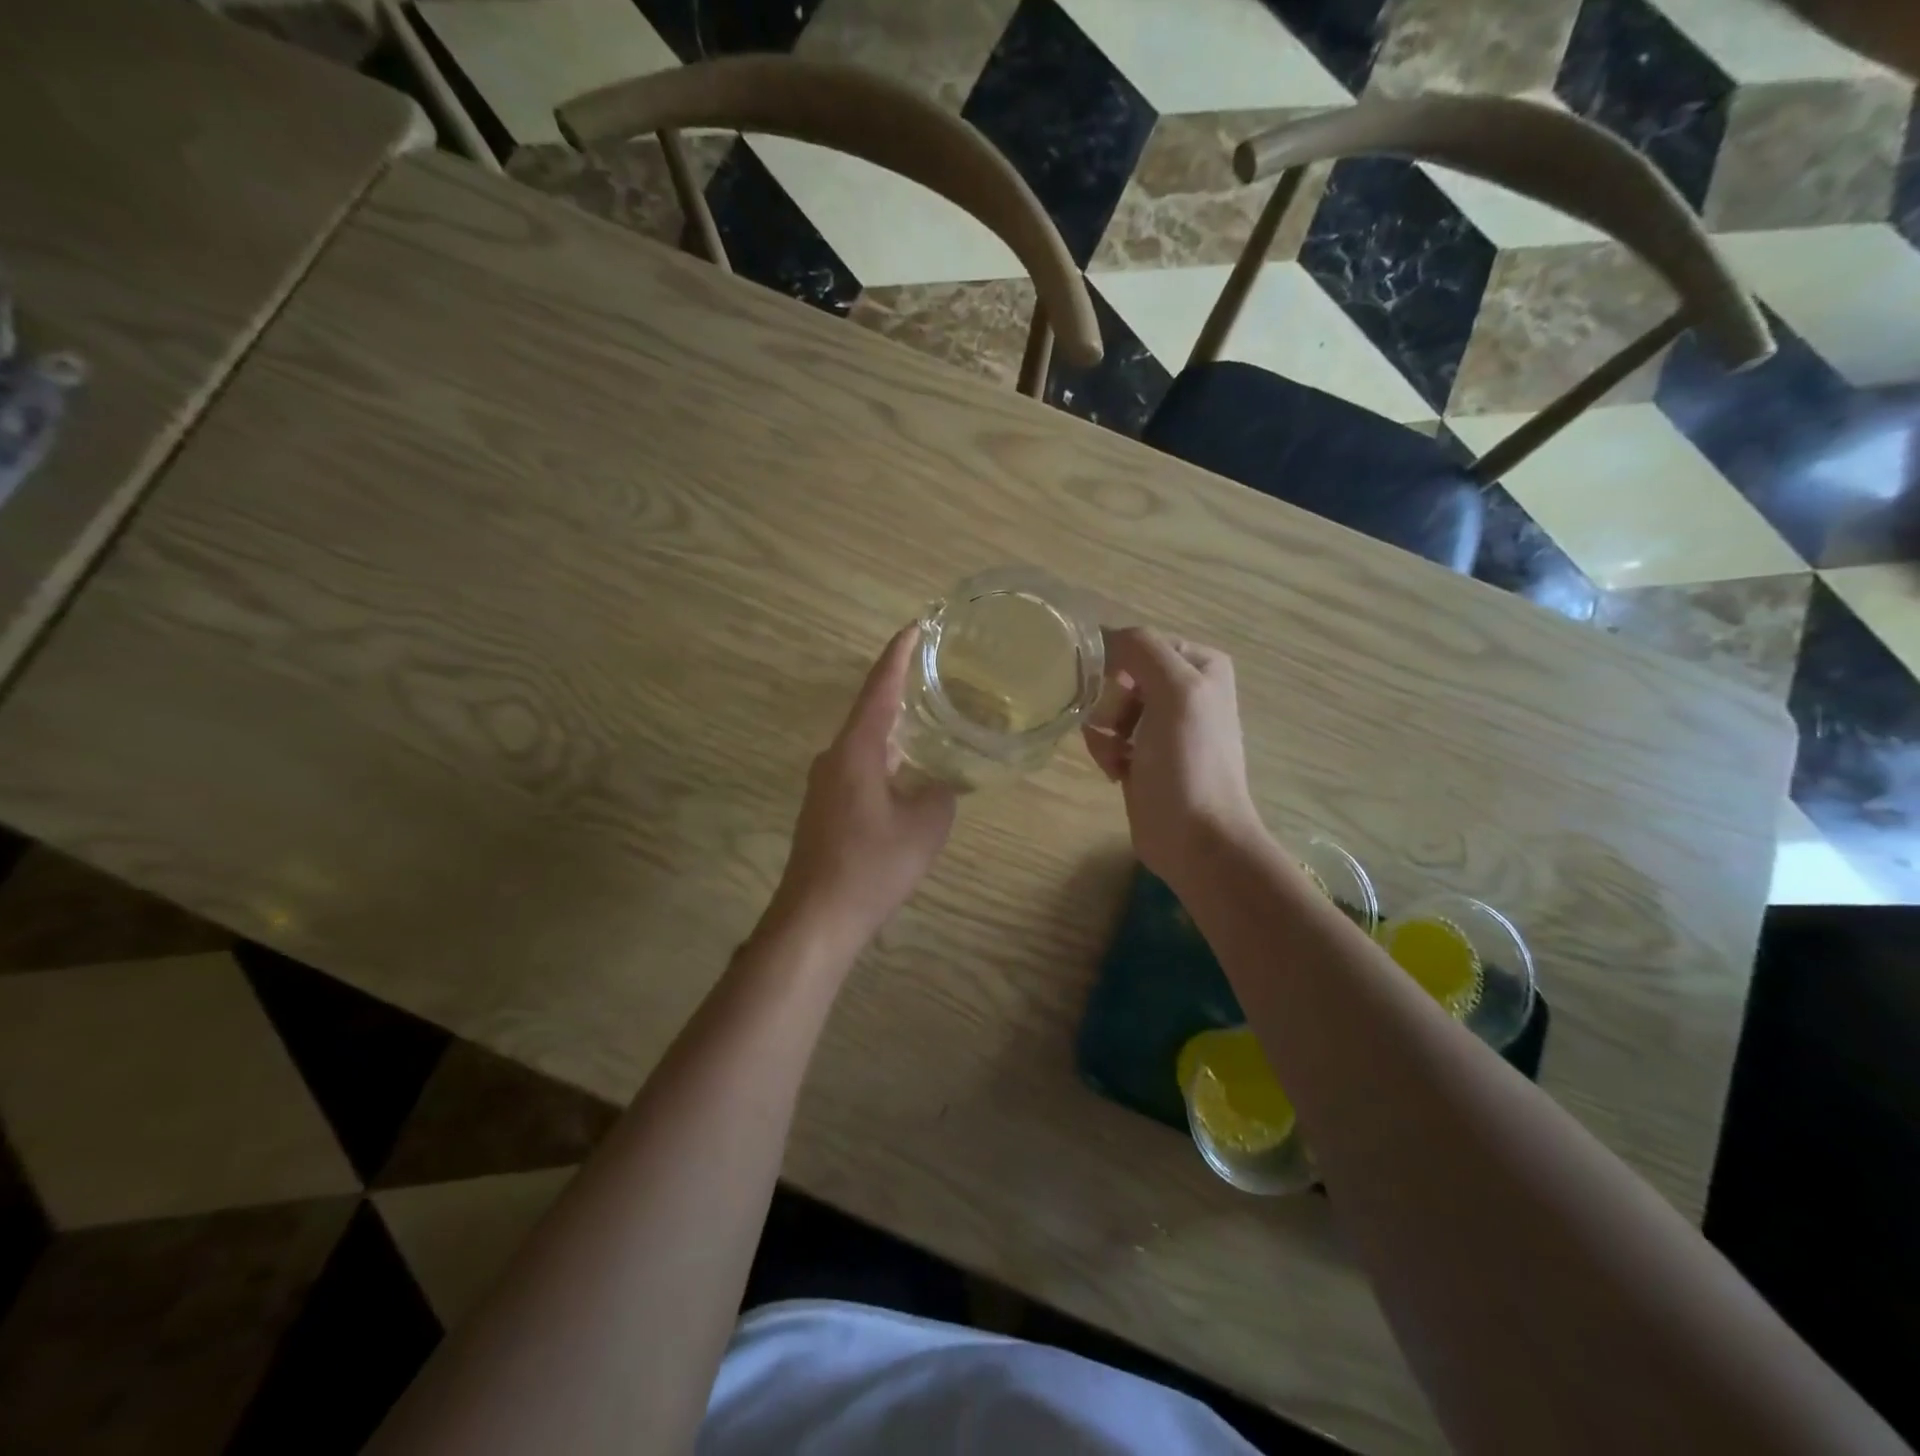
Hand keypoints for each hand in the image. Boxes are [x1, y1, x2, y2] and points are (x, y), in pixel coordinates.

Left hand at [765, 627, 957, 950]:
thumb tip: (942, 783)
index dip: (899, 655)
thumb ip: (941, 793)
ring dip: (894, 732)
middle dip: (900, 692)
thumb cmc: (872, 864)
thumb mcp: (926, 825)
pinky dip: (885, 761)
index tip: (915, 626)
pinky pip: (860, 770)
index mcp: (856, 749)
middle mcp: (834, 758)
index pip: (880, 689)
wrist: (817, 917)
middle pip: (870, 713)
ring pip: (865, 745)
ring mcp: (825, 785)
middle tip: (934, 675)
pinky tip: (906, 774)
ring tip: (928, 722)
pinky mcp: (824, 810)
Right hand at [1084, 627, 1264, 886]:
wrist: (1195, 838)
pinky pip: (1105, 736)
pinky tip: (1116, 771)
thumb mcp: (1175, 691)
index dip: (1118, 666)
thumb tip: (1103, 636)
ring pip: (1106, 707)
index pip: (1138, 643)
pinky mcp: (1142, 754)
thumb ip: (1141, 649)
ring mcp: (1161, 724)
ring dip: (1103, 731)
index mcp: (1199, 664)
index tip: (1110, 692)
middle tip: (1121, 730)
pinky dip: (1105, 751)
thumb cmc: (1189, 762)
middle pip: (1118, 676)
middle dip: (1110, 705)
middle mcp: (1182, 688)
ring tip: (1118, 758)